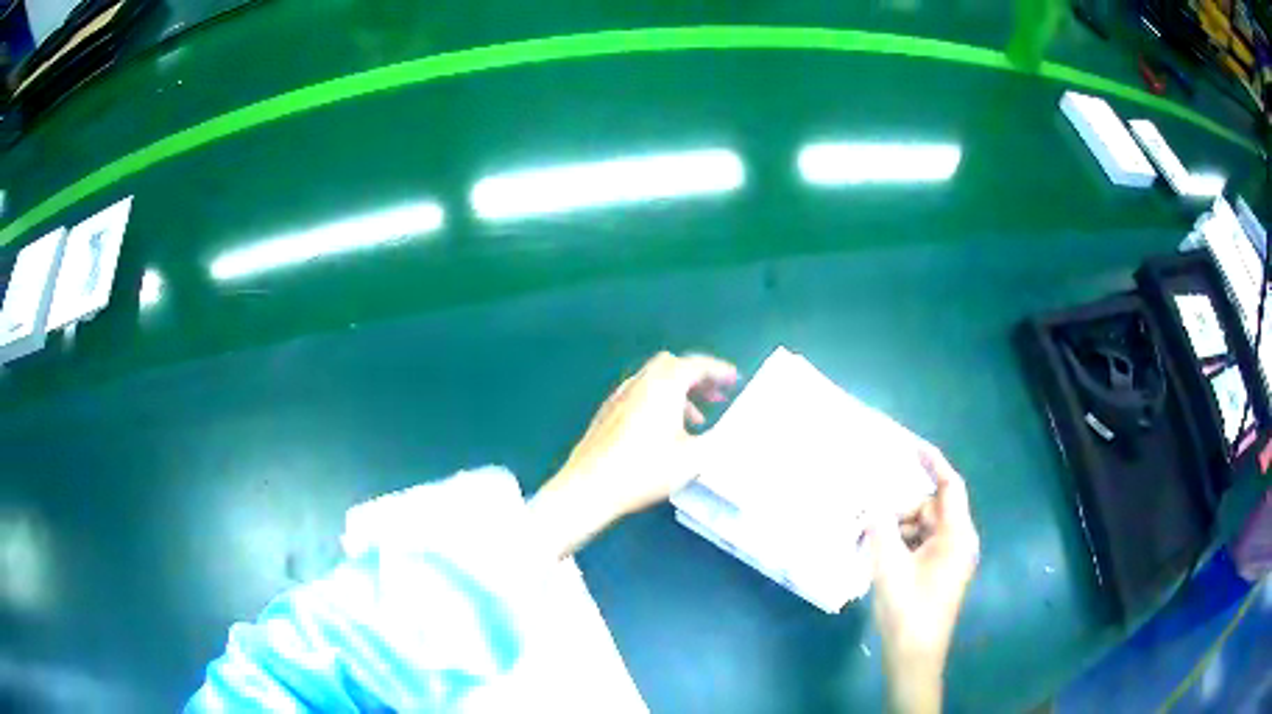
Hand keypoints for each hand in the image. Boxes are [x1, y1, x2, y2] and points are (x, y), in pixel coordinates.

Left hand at [530, 351, 737, 558]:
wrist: (589, 486)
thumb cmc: (644, 470)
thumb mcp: (693, 458)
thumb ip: (719, 440)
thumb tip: (736, 430)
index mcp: (664, 385)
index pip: (696, 365)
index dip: (719, 371)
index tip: (735, 379)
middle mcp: (641, 382)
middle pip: (673, 365)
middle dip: (698, 377)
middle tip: (717, 396)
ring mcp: (620, 395)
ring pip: (655, 380)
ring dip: (679, 391)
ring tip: (697, 419)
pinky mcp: (607, 412)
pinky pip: (640, 394)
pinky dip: (660, 400)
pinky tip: (664, 430)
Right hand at [867, 446, 979, 713]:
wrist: (914, 657)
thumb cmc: (908, 612)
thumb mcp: (889, 568)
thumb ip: (880, 529)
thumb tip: (871, 503)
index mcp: (956, 536)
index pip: (949, 486)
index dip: (932, 462)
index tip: (909, 445)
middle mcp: (959, 542)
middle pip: (931, 508)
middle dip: (900, 508)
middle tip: (868, 518)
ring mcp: (950, 559)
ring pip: (923, 527)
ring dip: (897, 528)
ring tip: (868, 540)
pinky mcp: (939, 572)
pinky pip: (920, 545)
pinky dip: (901, 544)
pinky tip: (878, 555)